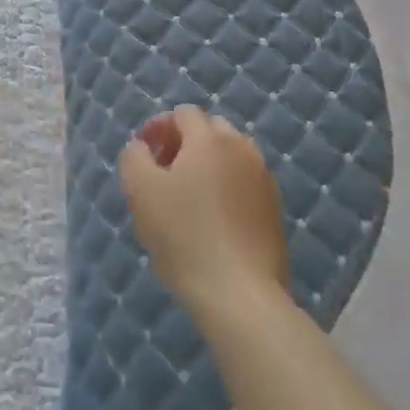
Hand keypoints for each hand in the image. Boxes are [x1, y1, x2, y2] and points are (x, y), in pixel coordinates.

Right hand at [119, 105, 290, 323]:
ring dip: (208, 163)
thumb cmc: (184, 235)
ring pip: (231, 156)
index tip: (144, 152)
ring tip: (188, 195)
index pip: (184, 114)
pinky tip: (212, 218)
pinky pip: (245, 182)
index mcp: (210, 139)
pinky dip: (226, 186)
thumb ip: (134, 156)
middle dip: (185, 141)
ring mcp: (264, 180)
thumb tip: (141, 146)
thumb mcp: (140, 191)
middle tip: (164, 170)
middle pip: (211, 129)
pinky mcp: (274, 210)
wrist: (240, 295)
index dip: (159, 126)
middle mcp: (242, 150)